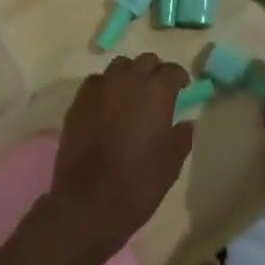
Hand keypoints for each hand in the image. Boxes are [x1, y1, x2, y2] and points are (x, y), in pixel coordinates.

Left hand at [45, 53, 194, 264]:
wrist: (89, 203)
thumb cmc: (138, 183)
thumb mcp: (171, 164)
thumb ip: (181, 137)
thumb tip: (186, 122)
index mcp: (156, 92)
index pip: (172, 70)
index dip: (179, 77)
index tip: (182, 87)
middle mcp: (128, 80)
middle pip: (145, 61)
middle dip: (154, 71)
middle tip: (158, 90)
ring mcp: (100, 88)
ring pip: (119, 66)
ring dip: (129, 75)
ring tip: (131, 94)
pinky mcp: (78, 101)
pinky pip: (96, 82)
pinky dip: (106, 87)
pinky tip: (107, 105)